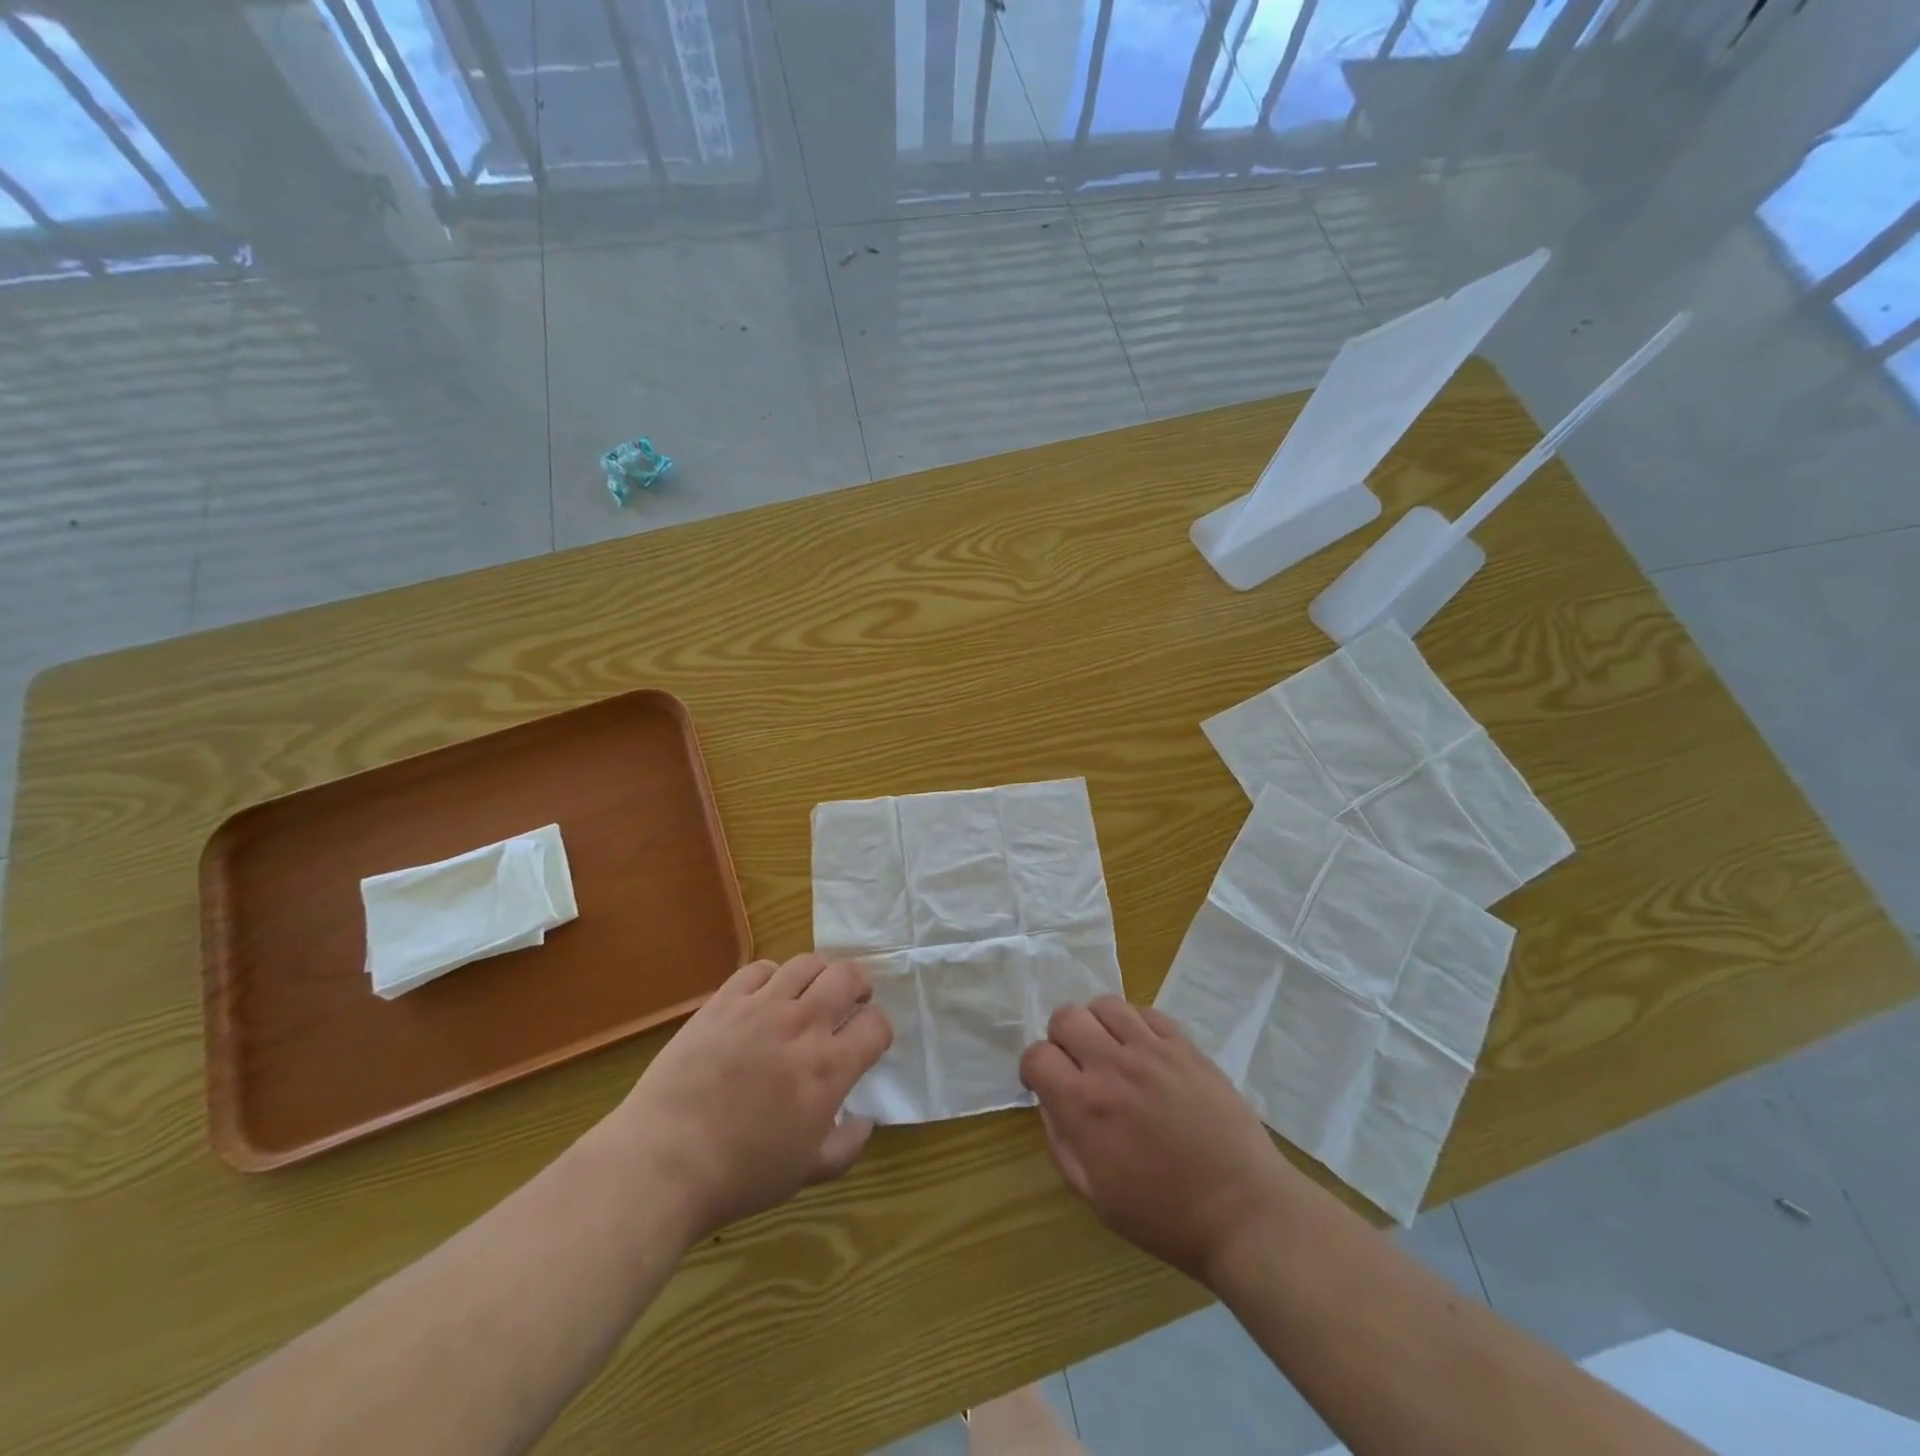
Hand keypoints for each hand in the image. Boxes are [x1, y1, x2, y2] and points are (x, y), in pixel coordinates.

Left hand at [603, 954, 892, 1240]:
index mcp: (829, 1068)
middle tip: (851, 1001)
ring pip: (807, 963)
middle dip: (859, 985)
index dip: (879, 1029)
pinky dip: (773, 976)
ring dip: (819, 974)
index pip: (876, 1024)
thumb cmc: (739, 1174)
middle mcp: (802, 1025)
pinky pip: (759, 968)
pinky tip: (766, 996)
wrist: (663, 1162)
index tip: (868, 1041)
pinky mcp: (724, 1001)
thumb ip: (847, 1146)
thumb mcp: (805, 1173)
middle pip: (848, 976)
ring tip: (811, 992)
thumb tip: (866, 1120)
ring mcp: (761, 1007)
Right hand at [1019, 996, 1300, 1285]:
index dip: (1034, 1069)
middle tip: (1076, 1064)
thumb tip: (1049, 1101)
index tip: (1045, 1084)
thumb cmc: (1164, 1215)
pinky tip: (1143, 1051)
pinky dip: (1135, 1024)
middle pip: (1066, 1017)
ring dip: (1097, 1024)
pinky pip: (1147, 1012)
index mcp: (1085, 1106)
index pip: (1037, 1055)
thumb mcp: (1094, 1195)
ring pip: (1106, 1005)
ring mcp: (1153, 1051)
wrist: (1242, 1210)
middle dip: (1061, 1038)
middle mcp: (1113, 1066)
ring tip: (1109, 1051)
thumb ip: (1061, 1142)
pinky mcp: (1185, 1046)